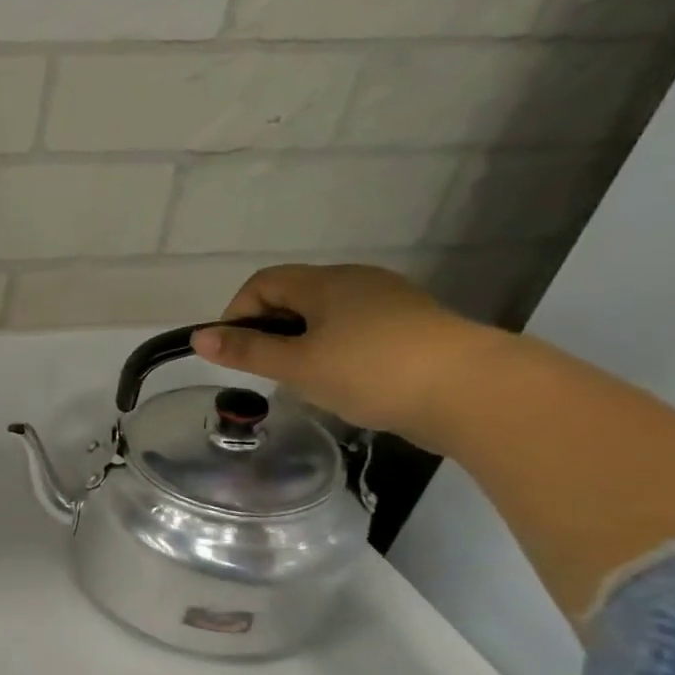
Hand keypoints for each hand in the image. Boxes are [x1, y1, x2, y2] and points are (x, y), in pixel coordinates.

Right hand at [190, 263, 503, 448]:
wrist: (477, 392)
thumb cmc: (372, 371)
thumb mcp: (297, 365)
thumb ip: (246, 351)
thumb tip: (198, 338)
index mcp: (326, 282)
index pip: (262, 283)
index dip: (238, 314)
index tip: (236, 353)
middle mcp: (358, 282)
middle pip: (294, 296)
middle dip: (270, 331)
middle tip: (269, 371)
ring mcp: (392, 303)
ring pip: (326, 316)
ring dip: (304, 343)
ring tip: (306, 381)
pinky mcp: (415, 328)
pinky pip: (357, 331)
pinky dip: (337, 351)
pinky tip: (346, 382)